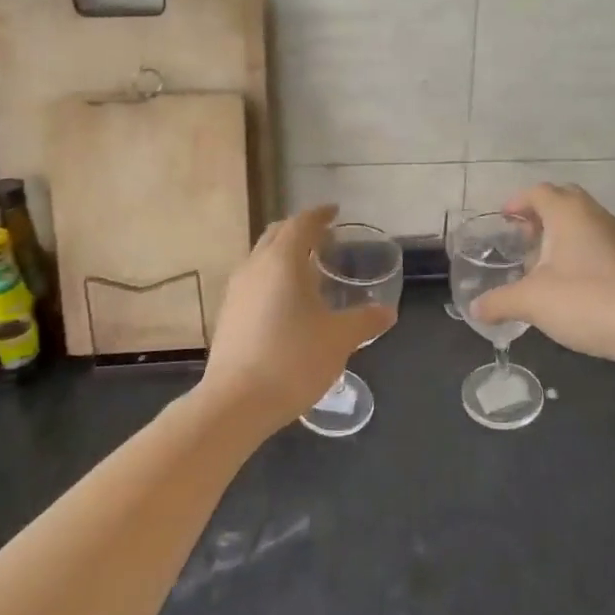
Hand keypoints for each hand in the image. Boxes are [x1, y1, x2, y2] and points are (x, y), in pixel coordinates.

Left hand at [201, 205, 395, 430]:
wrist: (236, 402)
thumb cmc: (293, 360)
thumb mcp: (339, 339)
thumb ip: (365, 320)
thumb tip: (387, 312)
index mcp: (283, 260)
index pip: (301, 223)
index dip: (319, 214)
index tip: (335, 212)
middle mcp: (255, 265)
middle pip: (277, 233)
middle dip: (300, 229)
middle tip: (324, 237)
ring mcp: (236, 290)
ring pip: (261, 256)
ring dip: (283, 253)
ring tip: (307, 267)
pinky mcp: (227, 313)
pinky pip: (253, 279)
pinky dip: (271, 275)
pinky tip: (285, 300)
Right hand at [469, 184, 614, 368]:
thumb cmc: (587, 301)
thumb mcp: (533, 302)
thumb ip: (500, 302)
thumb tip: (474, 309)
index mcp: (568, 213)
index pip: (538, 192)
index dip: (516, 202)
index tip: (502, 219)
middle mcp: (593, 215)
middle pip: (562, 199)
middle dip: (538, 213)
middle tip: (520, 236)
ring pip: (580, 220)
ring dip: (558, 232)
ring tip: (538, 261)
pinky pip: (594, 240)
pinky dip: (575, 248)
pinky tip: (565, 280)